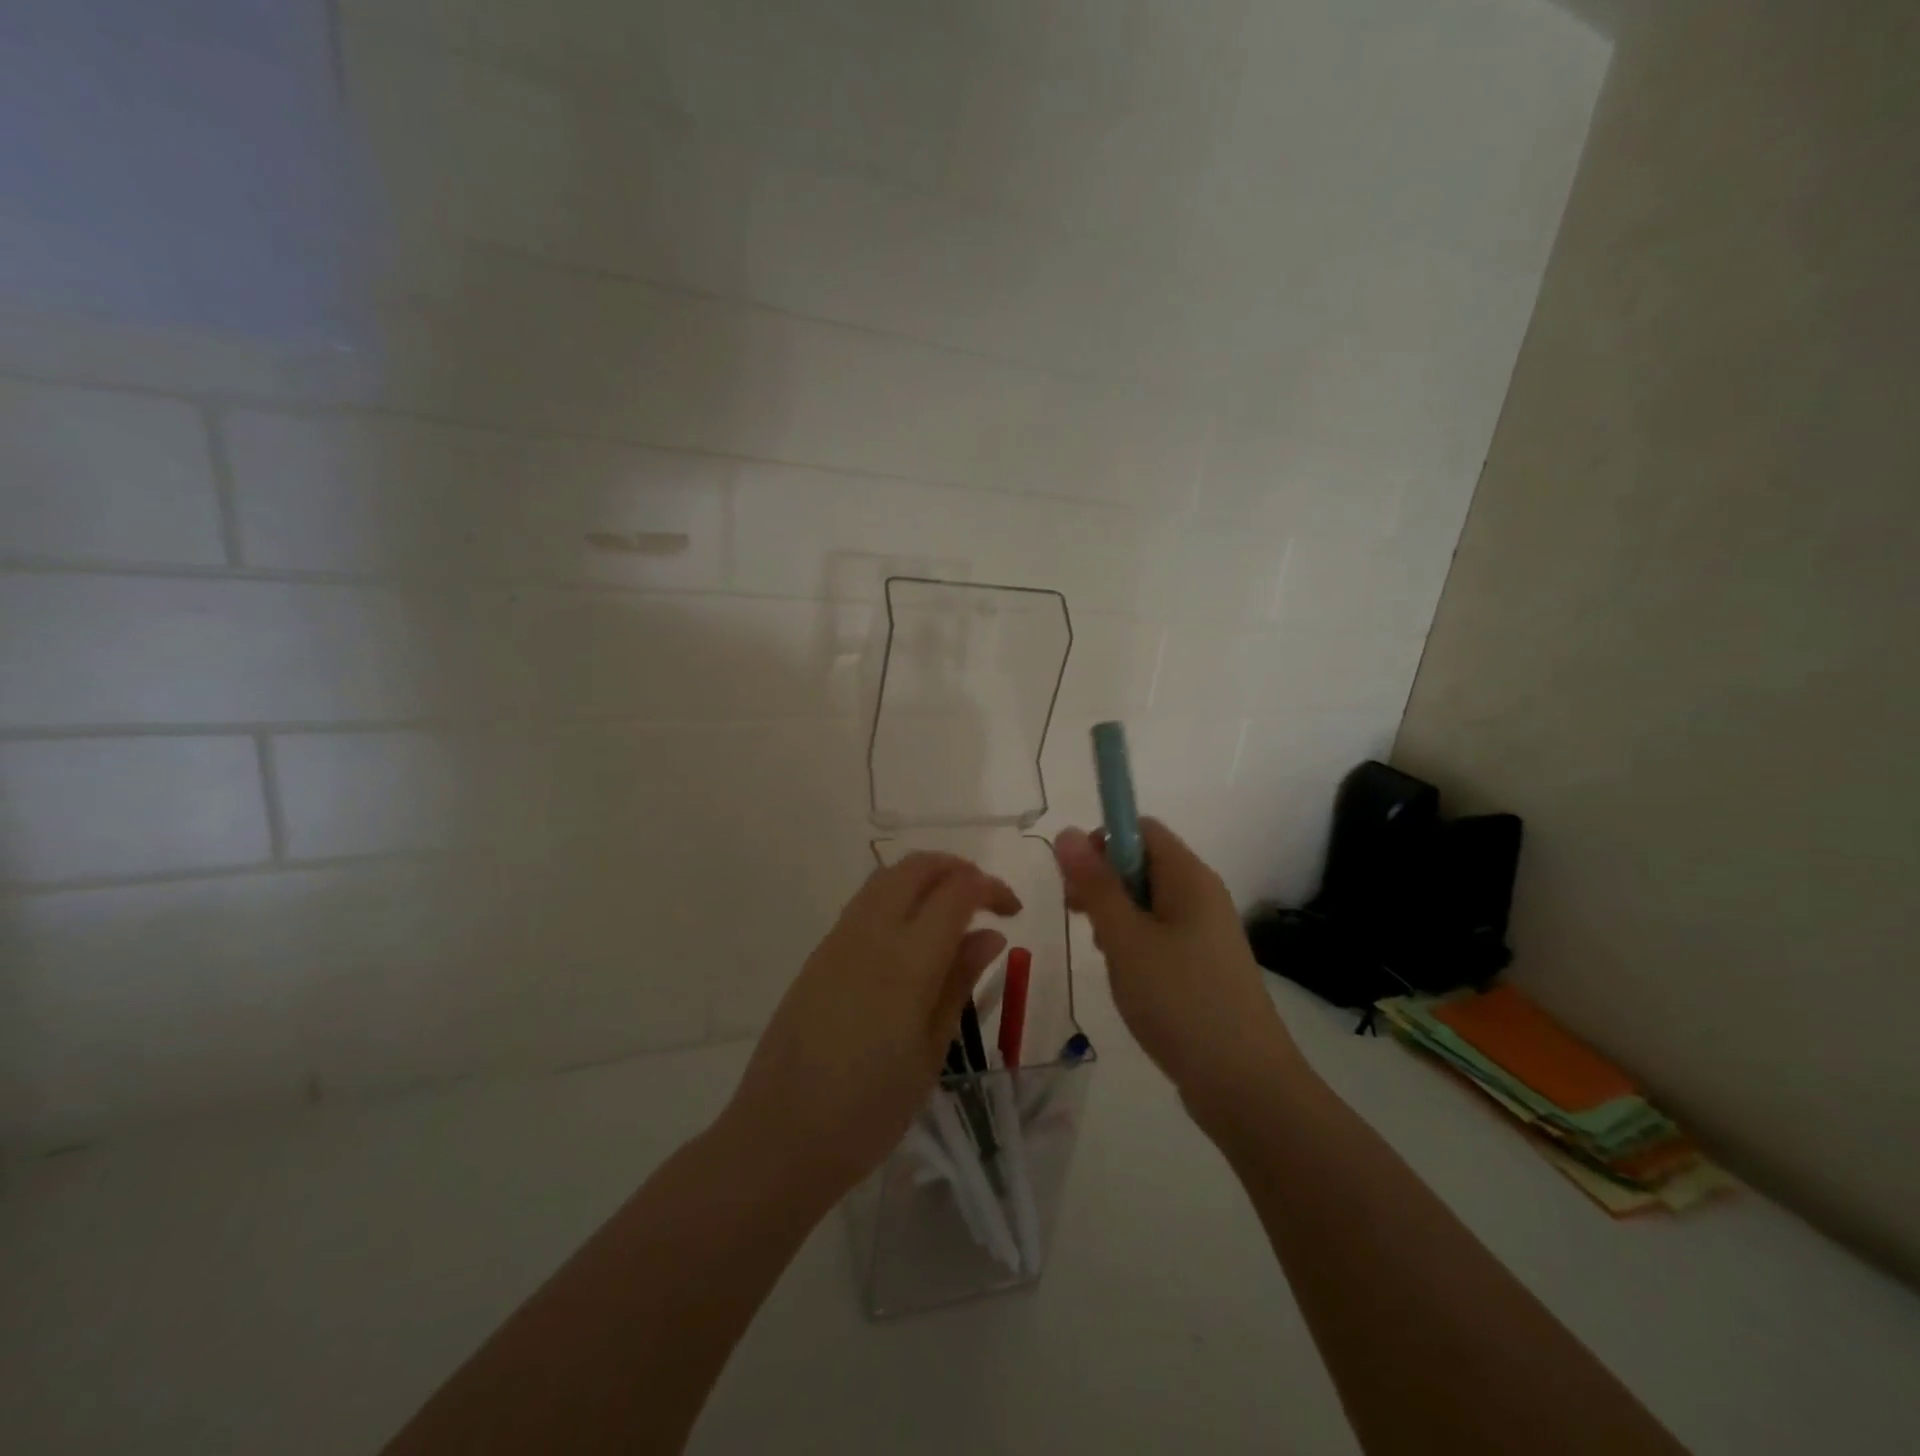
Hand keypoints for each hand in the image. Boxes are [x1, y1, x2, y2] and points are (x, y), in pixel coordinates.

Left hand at [722, 852, 1020, 1201]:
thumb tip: (989, 934)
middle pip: (917, 867)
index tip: (1013, 910)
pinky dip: (898, 897)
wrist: (779, 1137)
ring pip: (887, 877)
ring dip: (925, 878)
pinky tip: (911, 938)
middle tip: (985, 900)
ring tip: (952, 913)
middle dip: (957, 868)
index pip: (956, 891)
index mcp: (906, 961)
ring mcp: (838, 939)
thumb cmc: (868, 1111)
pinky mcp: (819, 954)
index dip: (990, 887)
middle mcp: (870, 934)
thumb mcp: (930, 1053)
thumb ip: (959, 983)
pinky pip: (865, 903)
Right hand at [1054, 819, 1299, 1120]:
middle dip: (1104, 882)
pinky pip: (1160, 934)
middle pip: (1142, 863)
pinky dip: (1134, 944)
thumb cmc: (1180, 1000)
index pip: (1141, 829)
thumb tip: (1067, 831)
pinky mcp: (1203, 965)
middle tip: (1080, 918)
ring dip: (1116, 917)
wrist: (1244, 1085)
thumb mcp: (1126, 938)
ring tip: (1106, 955)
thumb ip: (1095, 884)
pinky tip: (1126, 977)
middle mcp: (1201, 895)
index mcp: (1189, 877)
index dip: (1103, 842)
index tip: (1076, 880)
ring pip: (1147, 902)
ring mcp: (1205, 932)